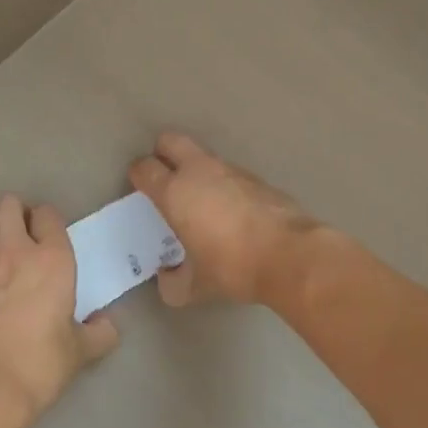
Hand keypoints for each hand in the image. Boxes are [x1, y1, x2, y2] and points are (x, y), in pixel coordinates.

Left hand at [0, 193, 119, 421]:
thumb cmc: (38, 365)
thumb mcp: (79, 353)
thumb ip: (99, 334)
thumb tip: (109, 326)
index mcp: (51, 258)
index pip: (48, 214)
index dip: (47, 222)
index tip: (47, 239)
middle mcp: (12, 249)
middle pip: (6, 203)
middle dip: (12, 213)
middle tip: (18, 237)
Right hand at [127, 133, 319, 306]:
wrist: (290, 254)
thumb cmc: (232, 266)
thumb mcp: (195, 287)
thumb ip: (173, 283)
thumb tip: (167, 278)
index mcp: (175, 192)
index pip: (144, 168)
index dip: (138, 174)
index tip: (139, 187)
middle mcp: (199, 172)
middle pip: (170, 141)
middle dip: (162, 152)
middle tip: (163, 176)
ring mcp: (231, 170)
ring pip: (203, 156)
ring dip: (195, 170)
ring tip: (199, 200)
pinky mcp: (256, 177)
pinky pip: (229, 173)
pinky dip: (223, 184)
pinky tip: (230, 211)